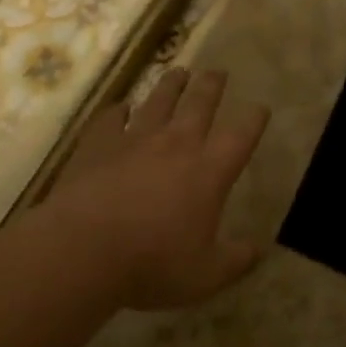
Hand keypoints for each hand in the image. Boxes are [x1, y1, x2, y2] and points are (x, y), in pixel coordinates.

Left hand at [44, 67, 269, 310]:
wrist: (85, 248)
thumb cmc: (152, 263)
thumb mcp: (205, 275)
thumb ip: (235, 261)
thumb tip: (259, 250)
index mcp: (208, 171)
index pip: (240, 136)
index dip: (254, 119)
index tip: (260, 107)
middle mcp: (176, 144)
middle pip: (200, 103)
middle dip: (212, 86)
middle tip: (218, 71)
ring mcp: (135, 138)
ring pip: (159, 100)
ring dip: (171, 85)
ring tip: (178, 72)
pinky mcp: (100, 142)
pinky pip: (112, 117)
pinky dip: (118, 110)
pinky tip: (120, 107)